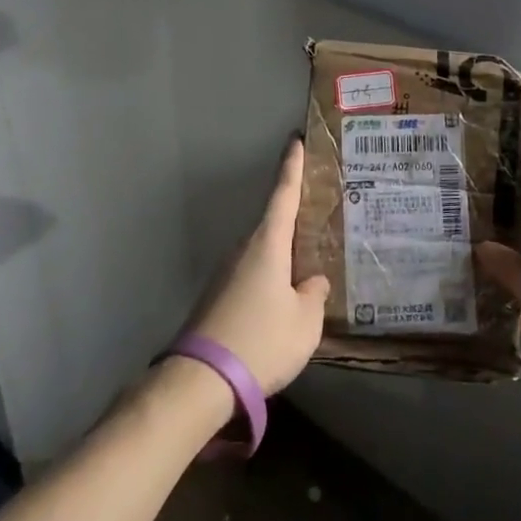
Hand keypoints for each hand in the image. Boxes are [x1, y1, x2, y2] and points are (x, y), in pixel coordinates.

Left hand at [188, 136, 330, 394]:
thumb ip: (314, 296)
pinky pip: (251, 274)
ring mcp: (226, 272)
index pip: (283, 194)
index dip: (292, 167)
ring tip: (307, 264)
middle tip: (319, 214)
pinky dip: (269, 276)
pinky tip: (281, 299)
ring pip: (262, 252)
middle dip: (294, 217)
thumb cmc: (261, 341)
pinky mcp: (217, 296)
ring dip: (282, 254)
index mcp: (267, 244)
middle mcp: (244, 249)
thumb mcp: (304, 322)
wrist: (201, 380)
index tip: (295, 140)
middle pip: (273, 223)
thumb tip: (312, 282)